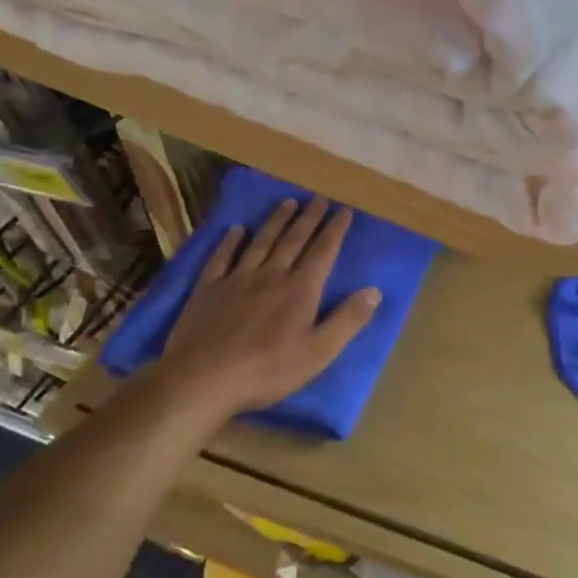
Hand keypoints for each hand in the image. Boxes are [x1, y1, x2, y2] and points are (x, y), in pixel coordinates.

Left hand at [150, 196, 378, 420]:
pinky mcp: (208, 289)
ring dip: (276, 221)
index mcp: (300, 290)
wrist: (202, 379)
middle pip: (293, 240)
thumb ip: (348, 320)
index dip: (335, 230)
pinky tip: (235, 229)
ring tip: (287, 202)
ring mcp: (237, 279)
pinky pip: (221, 258)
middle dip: (309, 218)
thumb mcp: (319, 352)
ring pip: (261, 242)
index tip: (344, 211)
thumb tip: (375, 291)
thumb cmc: (267, 370)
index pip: (323, 252)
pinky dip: (230, 241)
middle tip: (319, 199)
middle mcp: (271, 275)